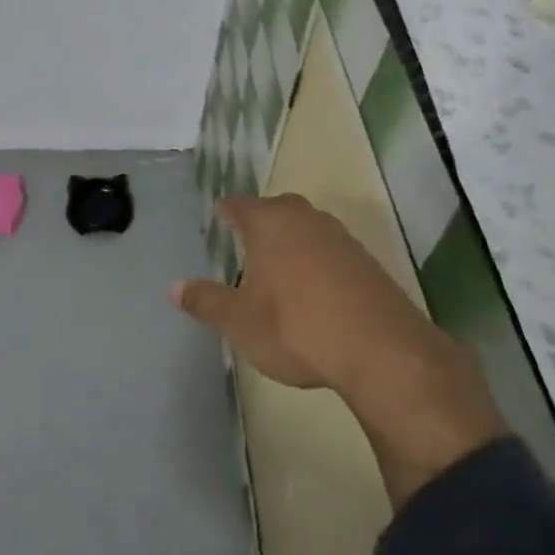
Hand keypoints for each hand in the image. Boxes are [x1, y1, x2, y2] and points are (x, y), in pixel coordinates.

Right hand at [172, 194, 506, 504]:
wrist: (379, 349)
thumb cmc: (295, 327)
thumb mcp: (240, 321)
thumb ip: (206, 301)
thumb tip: (174, 287)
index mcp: (269, 223)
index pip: (238, 205)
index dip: (224, 212)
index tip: (215, 220)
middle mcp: (305, 218)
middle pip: (276, 209)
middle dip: (259, 223)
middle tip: (244, 243)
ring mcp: (340, 237)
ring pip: (306, 228)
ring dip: (291, 242)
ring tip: (277, 268)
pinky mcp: (366, 260)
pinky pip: (330, 250)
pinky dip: (317, 261)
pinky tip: (314, 290)